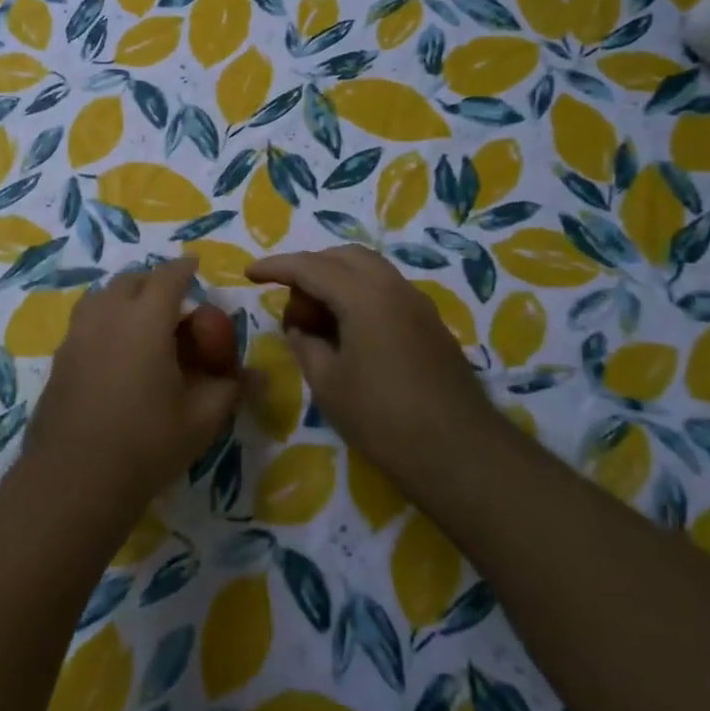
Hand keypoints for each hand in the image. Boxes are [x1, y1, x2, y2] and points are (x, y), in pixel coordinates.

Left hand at [27, 258, 244, 515]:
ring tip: (139, 318)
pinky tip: (113, 350)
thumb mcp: (202, 418)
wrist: (75, 477)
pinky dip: (103, 319)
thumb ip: (231, 389)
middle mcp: (107, 316)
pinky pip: (85, 322)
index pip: (167, 277)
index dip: (184, 268)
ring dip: (123, 297)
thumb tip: (260, 375)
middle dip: (153, 281)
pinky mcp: (59, 358)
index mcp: (145, 319)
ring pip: (101, 297)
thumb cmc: (147, 442)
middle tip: (172, 299)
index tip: (195, 265)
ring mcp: (77, 335)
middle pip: (130, 281)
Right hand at [246, 246, 490, 481]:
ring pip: (368, 270)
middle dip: (310, 269)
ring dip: (336, 281)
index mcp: (365, 295)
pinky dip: (358, 296)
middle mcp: (394, 287)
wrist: (460, 453)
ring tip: (317, 320)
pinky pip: (385, 290)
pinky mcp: (430, 324)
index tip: (249, 273)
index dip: (276, 267)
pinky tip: (347, 332)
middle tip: (291, 304)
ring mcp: (418, 304)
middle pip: (343, 257)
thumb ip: (306, 344)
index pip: (310, 267)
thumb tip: (301, 328)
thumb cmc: (383, 418)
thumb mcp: (327, 383)